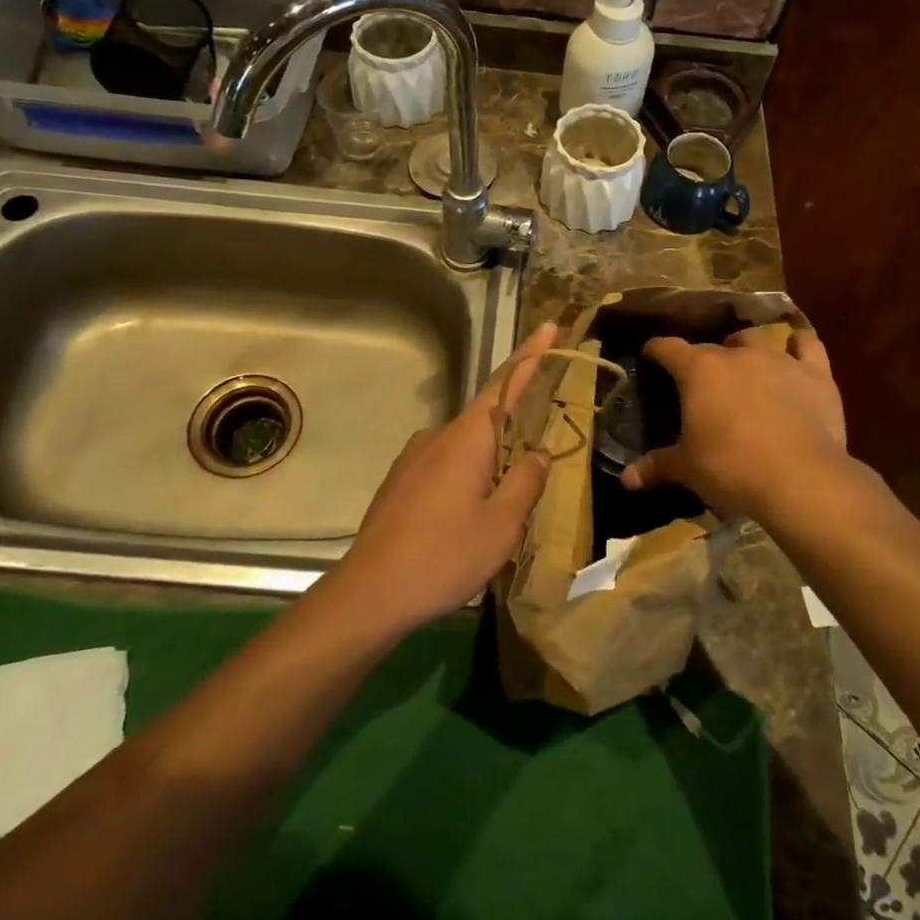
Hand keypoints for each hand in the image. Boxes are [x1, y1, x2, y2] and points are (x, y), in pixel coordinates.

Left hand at [320, 322, 556, 635]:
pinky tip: (466, 519)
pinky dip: (467, 479)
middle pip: (489, 418)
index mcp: (468, 437)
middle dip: (516, 430)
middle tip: (539, 462)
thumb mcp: (502, 523)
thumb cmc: (444, 555)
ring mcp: (414, 458)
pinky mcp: (400, 482)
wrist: (370, 593)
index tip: (548, 326)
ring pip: (467, 448)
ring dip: (491, 464)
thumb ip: (526, 481)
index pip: (506, 382)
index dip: (531, 355)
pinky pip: (446, 467)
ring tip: (501, 509)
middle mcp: (438, 436)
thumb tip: (538, 453)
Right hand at [622, 327, 848, 519]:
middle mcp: (737, 355)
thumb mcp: (687, 469)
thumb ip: (657, 467)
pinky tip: (795, 350)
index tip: (651, 354)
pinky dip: (798, 345)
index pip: (668, 348)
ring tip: (744, 361)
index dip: (657, 350)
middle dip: (703, 358)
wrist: (800, 478)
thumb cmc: (732, 468)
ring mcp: (779, 360)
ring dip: (745, 346)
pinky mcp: (816, 373)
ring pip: (756, 338)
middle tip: (702, 380)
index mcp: (699, 371)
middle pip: (713, 346)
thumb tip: (627, 479)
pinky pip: (807, 344)